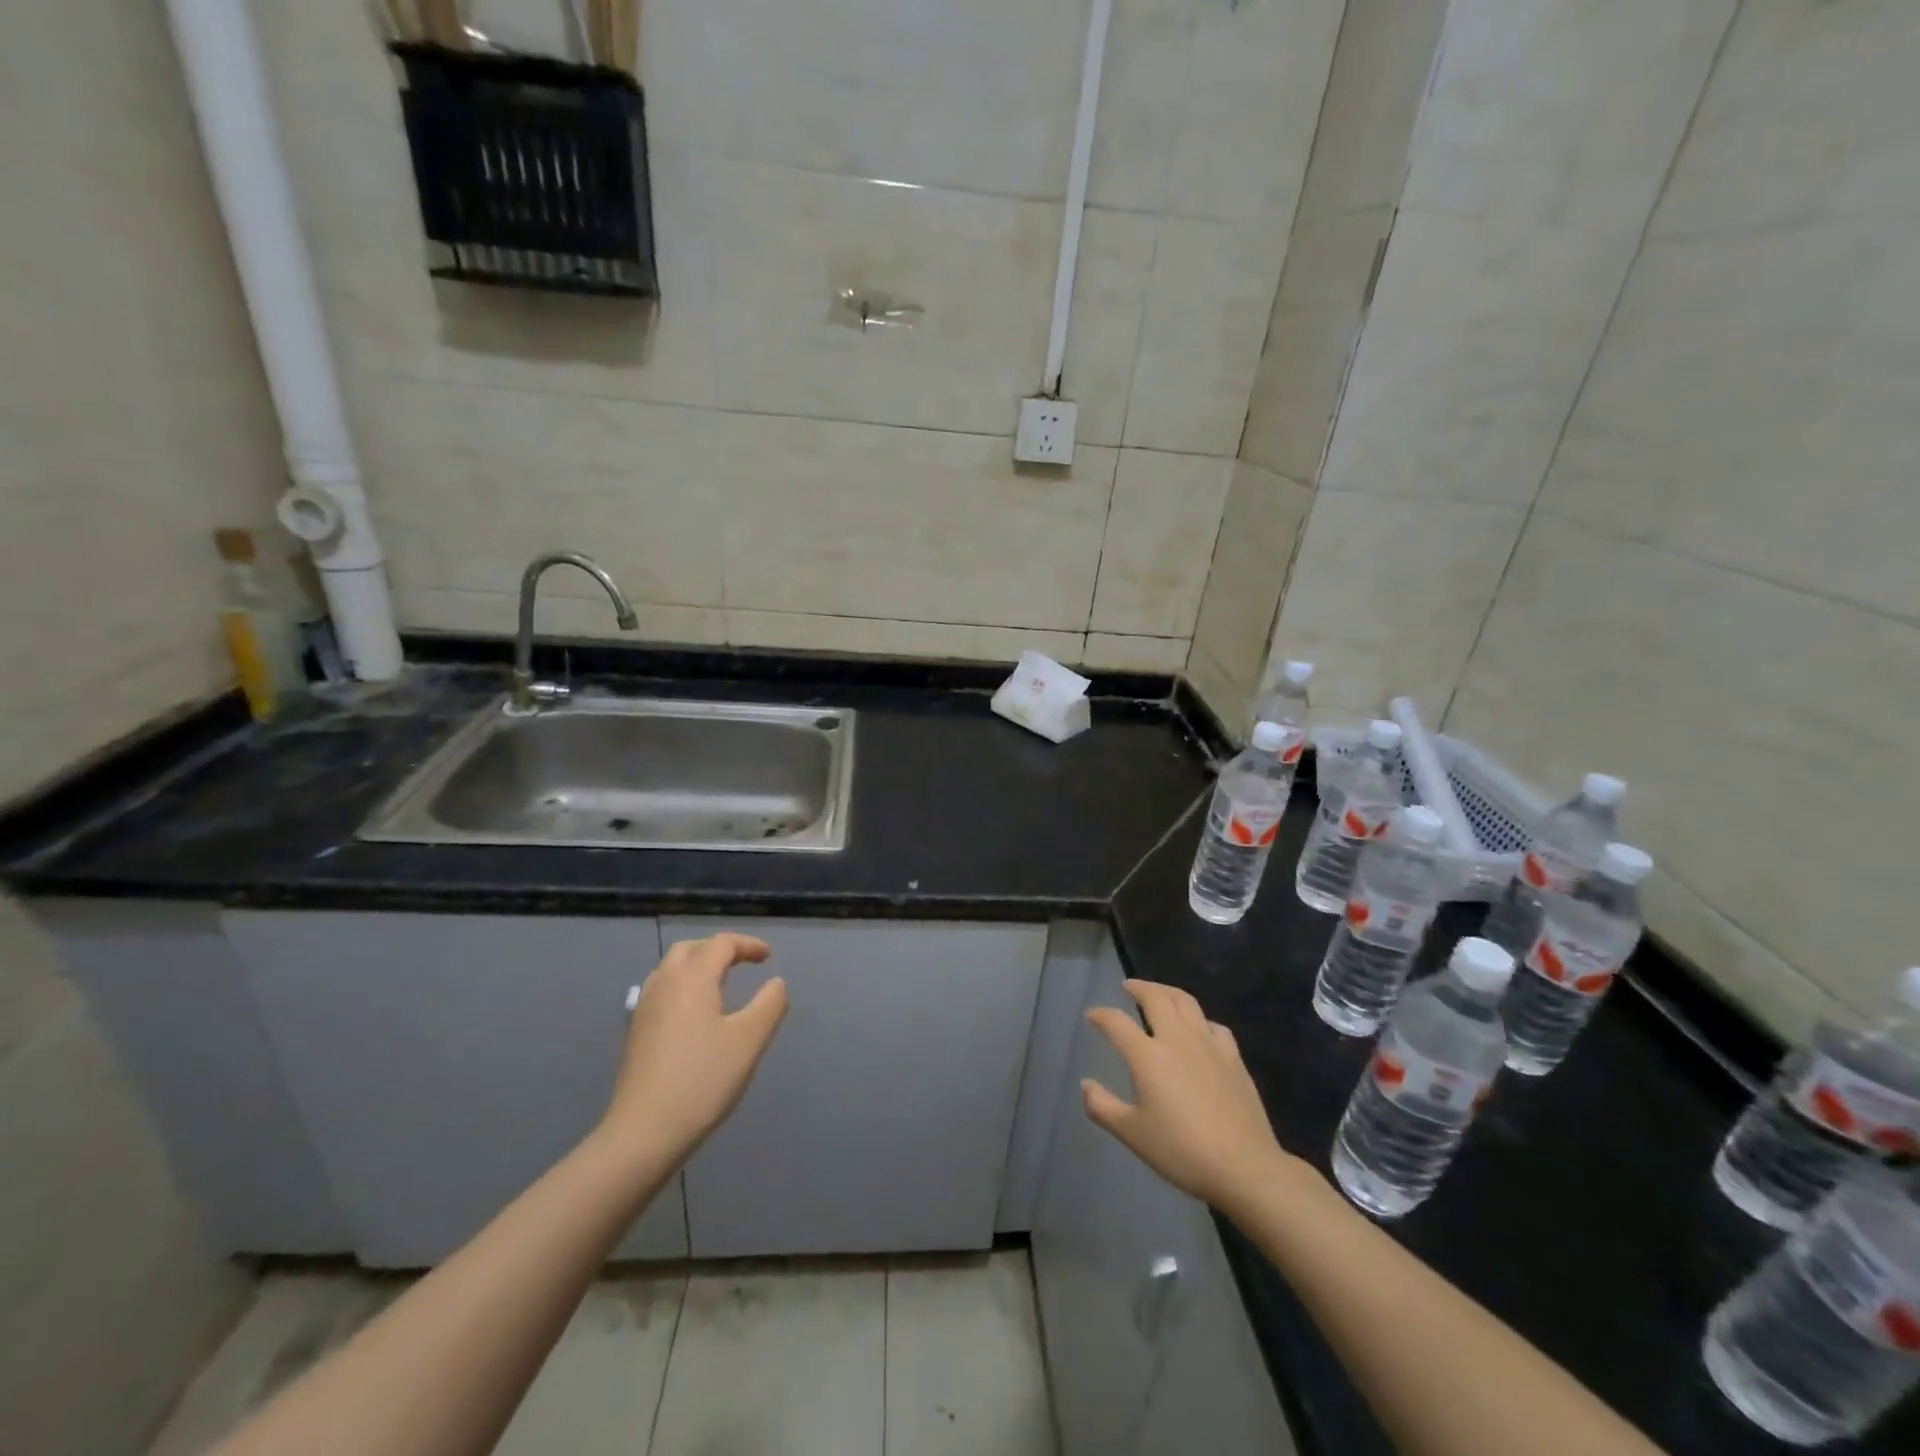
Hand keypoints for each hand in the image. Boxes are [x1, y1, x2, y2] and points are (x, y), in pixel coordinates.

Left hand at [600, 933, 787, 1170]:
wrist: (643, 1132)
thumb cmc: (703, 1079)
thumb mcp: (749, 1040)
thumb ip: (769, 1005)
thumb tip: (776, 983)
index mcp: (692, 978)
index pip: (721, 944)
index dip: (747, 945)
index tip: (768, 957)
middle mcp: (664, 983)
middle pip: (690, 949)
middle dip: (718, 949)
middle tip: (742, 963)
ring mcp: (644, 1008)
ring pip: (670, 969)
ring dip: (697, 966)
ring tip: (721, 984)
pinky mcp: (635, 1032)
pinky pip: (661, 991)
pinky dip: (683, 986)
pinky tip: (695, 1014)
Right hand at [1082, 980, 1295, 1212]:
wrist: (1244, 1166)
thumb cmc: (1182, 1151)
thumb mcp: (1132, 1134)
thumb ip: (1102, 1107)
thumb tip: (1086, 1084)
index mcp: (1147, 1056)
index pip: (1117, 1022)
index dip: (1100, 1015)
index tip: (1091, 1015)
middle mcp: (1176, 1039)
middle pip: (1155, 997)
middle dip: (1138, 988)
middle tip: (1128, 987)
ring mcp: (1208, 1044)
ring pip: (1185, 1002)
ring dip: (1167, 991)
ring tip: (1158, 993)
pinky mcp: (1232, 1057)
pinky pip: (1213, 1024)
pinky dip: (1199, 1019)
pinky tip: (1198, 1028)